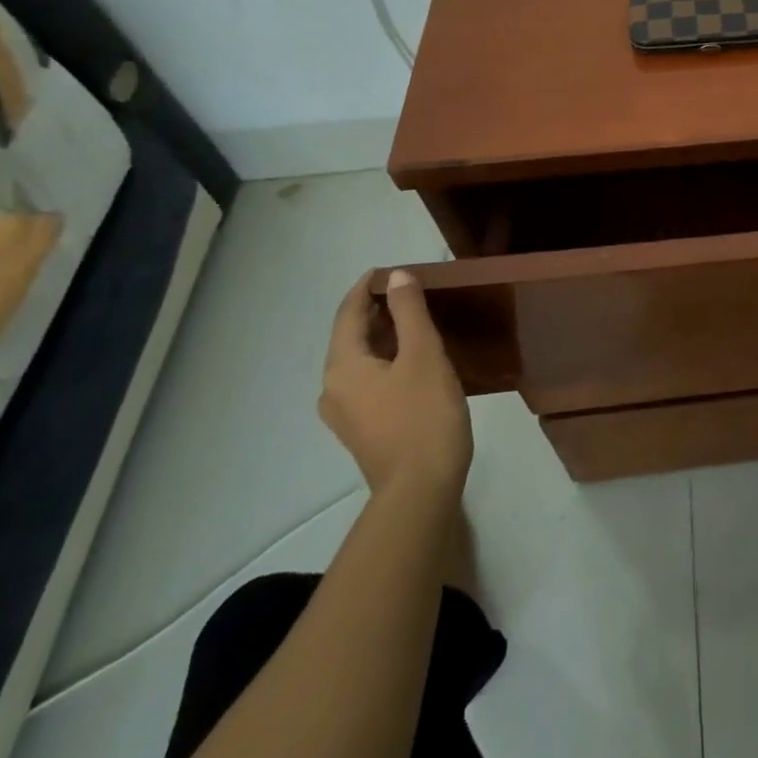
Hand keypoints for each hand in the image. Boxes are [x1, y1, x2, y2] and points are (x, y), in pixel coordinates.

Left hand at [320, 270, 472, 501]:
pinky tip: (412, 359)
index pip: (347, 314)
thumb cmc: (424, 415)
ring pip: (360, 360)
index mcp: (342, 367)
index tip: (388, 269)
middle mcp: (333, 388)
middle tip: (409, 291)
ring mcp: (346, 413)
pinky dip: (386, 359)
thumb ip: (410, 312)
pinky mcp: (363, 429)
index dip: (366, 288)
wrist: (421, 487)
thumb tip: (398, 277)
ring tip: (414, 320)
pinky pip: (368, 380)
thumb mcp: (423, 355)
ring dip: (382, 335)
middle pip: (350, 337)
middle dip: (375, 311)